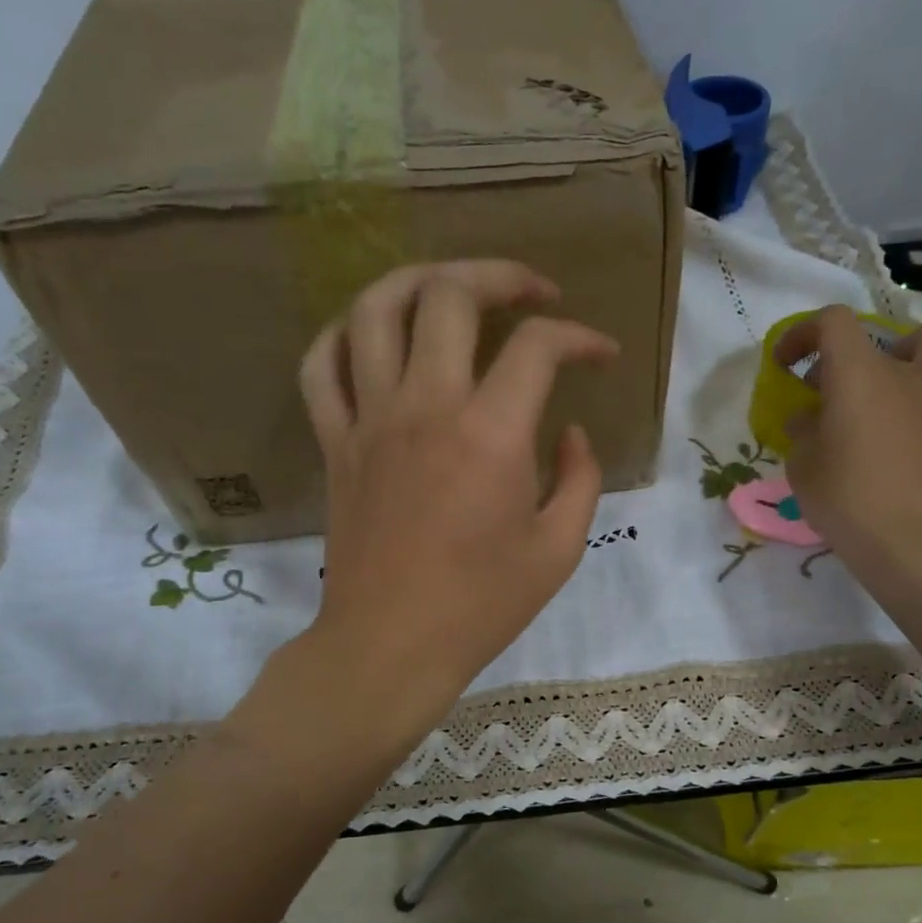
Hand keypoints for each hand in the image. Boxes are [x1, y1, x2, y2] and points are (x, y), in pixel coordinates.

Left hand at [287, 261, 616, 731]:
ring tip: (452, 290)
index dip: (578, 336)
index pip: (538, 346)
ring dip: (419, 280)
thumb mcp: (559, 549)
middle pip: (450, 296)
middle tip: (531, 294)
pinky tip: (374, 336)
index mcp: (490, 435)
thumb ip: (580, 479)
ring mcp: (370, 420)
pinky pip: (320, 366)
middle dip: (500, 277)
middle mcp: (425, 407)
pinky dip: (344, 334)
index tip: (600, 353)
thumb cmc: (482, 605)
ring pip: (375, 310)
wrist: (391, 645)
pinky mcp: (335, 442)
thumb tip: (572, 433)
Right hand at [778, 306, 921, 615]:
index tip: (786, 365)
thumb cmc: (852, 505)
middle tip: (833, 394)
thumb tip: (808, 419)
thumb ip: (803, 434)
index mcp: (860, 375)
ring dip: (916, 355)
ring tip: (898, 385)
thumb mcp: (804, 471)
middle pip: (884, 337)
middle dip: (852, 357)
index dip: (803, 334)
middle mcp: (910, 374)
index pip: (831, 323)